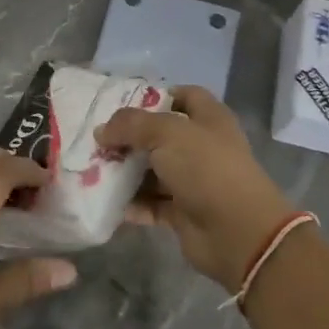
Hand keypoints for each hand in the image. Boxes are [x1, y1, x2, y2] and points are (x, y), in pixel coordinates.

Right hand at [96, 86, 296, 291]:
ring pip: (152, 171)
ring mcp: (193, 181)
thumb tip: (102, 130)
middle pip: (160, 136)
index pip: (184, 96)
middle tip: (97, 141)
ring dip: (125, 172)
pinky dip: (131, 204)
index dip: (157, 96)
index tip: (123, 104)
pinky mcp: (182, 212)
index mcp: (209, 119)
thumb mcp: (167, 133)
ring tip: (91, 171)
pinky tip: (106, 201)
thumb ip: (131, 125)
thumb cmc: (206, 169)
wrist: (237, 232)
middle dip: (129, 138)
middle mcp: (202, 147)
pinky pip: (150, 204)